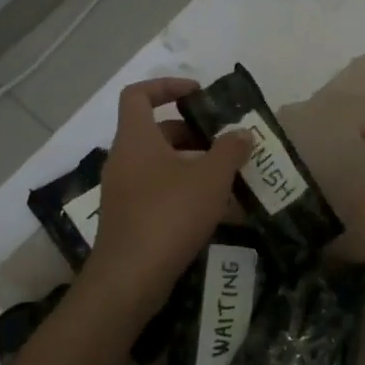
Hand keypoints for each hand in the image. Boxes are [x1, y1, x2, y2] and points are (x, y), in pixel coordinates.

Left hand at [76, 77, 249, 327]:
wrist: (130, 278)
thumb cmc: (170, 215)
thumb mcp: (211, 178)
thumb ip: (230, 150)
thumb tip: (242, 133)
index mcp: (136, 139)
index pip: (138, 94)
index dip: (167, 86)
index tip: (198, 94)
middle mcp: (123, 159)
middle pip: (154, 130)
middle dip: (191, 130)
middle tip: (224, 140)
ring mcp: (123, 190)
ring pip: (158, 162)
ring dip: (190, 161)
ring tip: (226, 173)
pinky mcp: (128, 217)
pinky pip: (156, 188)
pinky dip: (182, 187)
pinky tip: (211, 205)